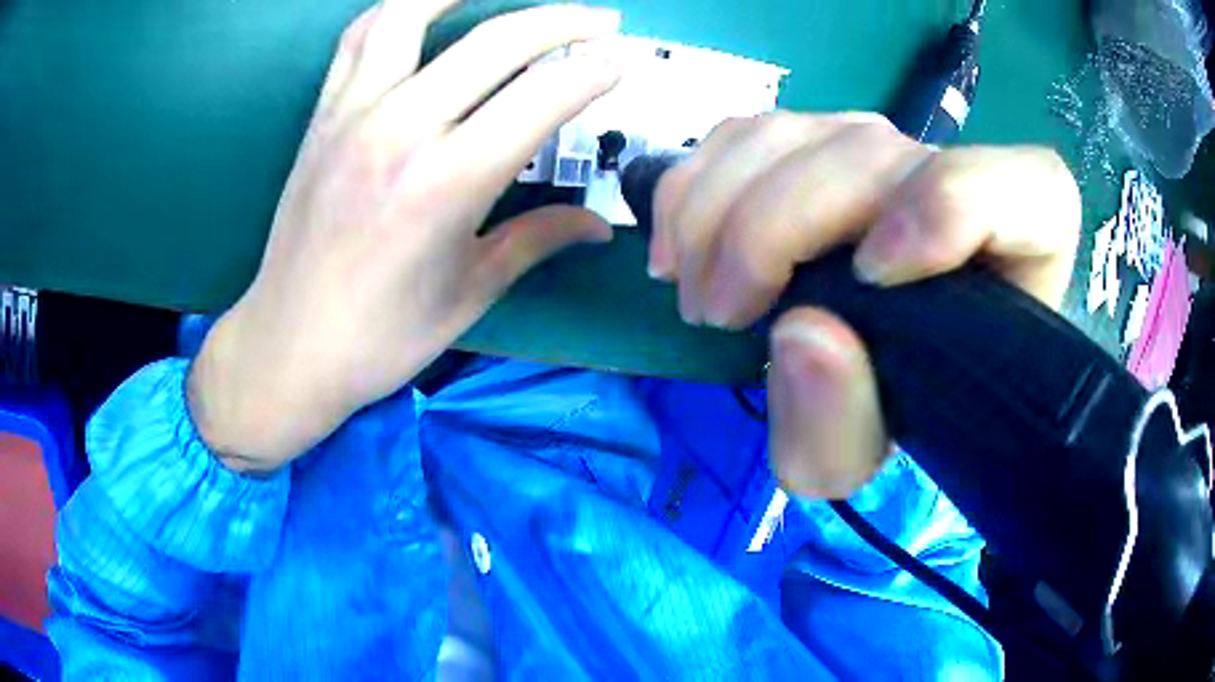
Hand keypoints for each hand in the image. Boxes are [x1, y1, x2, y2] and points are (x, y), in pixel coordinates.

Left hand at [189, 1, 621, 471]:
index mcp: (446, 184)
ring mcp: (352, 114)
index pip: (542, 98)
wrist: (288, 346)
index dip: (593, 74)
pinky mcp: (322, 115)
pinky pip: (360, 37)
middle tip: (601, 20)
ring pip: (412, 14)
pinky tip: (427, 9)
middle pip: (495, 41)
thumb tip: (597, 226)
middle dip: (563, 20)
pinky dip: (399, 9)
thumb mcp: (469, 292)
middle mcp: (399, 130)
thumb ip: (537, 240)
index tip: (620, 64)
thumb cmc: (381, 337)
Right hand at [652, 112, 1080, 497]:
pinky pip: (748, 131)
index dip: (947, 207)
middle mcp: (955, 177)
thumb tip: (801, 333)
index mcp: (1019, 249)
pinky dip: (696, 183)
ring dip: (717, 211)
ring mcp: (883, 150)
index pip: (1021, 188)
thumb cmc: (897, 411)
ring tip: (697, 291)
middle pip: (868, 154)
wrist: (886, 370)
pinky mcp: (820, 141)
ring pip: (792, 134)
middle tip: (717, 315)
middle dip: (771, 231)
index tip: (869, 278)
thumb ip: (842, 425)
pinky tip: (681, 244)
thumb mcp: (865, 455)